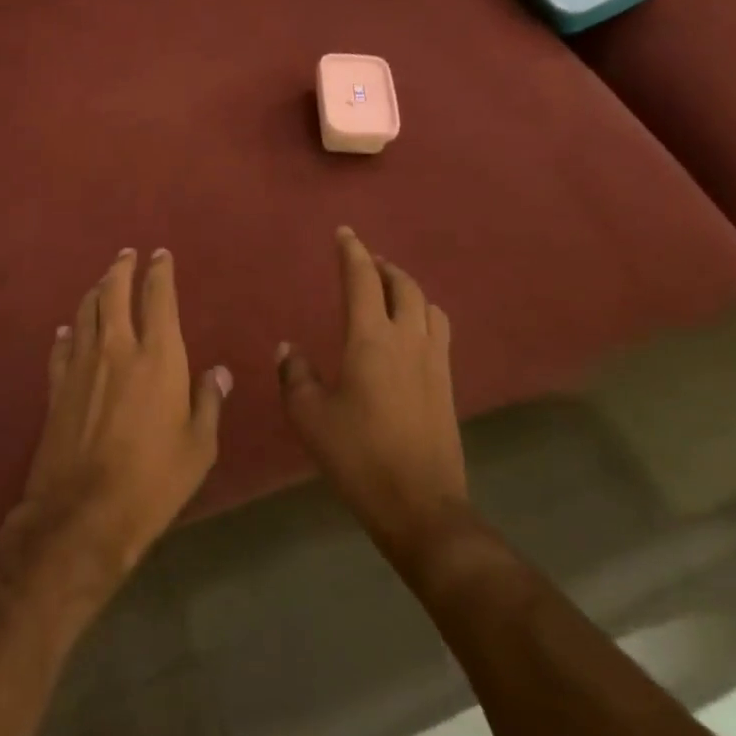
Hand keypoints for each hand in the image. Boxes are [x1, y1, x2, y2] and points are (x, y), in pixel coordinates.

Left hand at [18, 248, 229, 579]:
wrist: (84, 511)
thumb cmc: (154, 480)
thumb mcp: (199, 446)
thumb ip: (208, 402)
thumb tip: (217, 372)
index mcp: (159, 357)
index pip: (159, 298)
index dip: (160, 272)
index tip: (161, 255)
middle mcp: (117, 349)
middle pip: (114, 293)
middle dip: (122, 268)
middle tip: (127, 254)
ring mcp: (82, 365)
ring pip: (86, 313)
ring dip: (95, 291)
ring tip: (102, 281)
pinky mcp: (57, 387)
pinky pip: (62, 347)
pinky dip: (68, 332)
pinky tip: (68, 329)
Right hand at [277, 228, 465, 544]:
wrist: (419, 503)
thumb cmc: (357, 455)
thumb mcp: (309, 415)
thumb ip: (295, 374)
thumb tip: (288, 349)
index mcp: (371, 339)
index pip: (362, 280)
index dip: (351, 252)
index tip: (344, 232)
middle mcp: (408, 339)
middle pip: (403, 285)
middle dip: (383, 266)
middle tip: (365, 261)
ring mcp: (434, 361)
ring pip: (428, 305)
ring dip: (407, 288)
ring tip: (390, 290)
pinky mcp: (447, 383)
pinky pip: (439, 330)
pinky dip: (423, 314)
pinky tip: (411, 330)